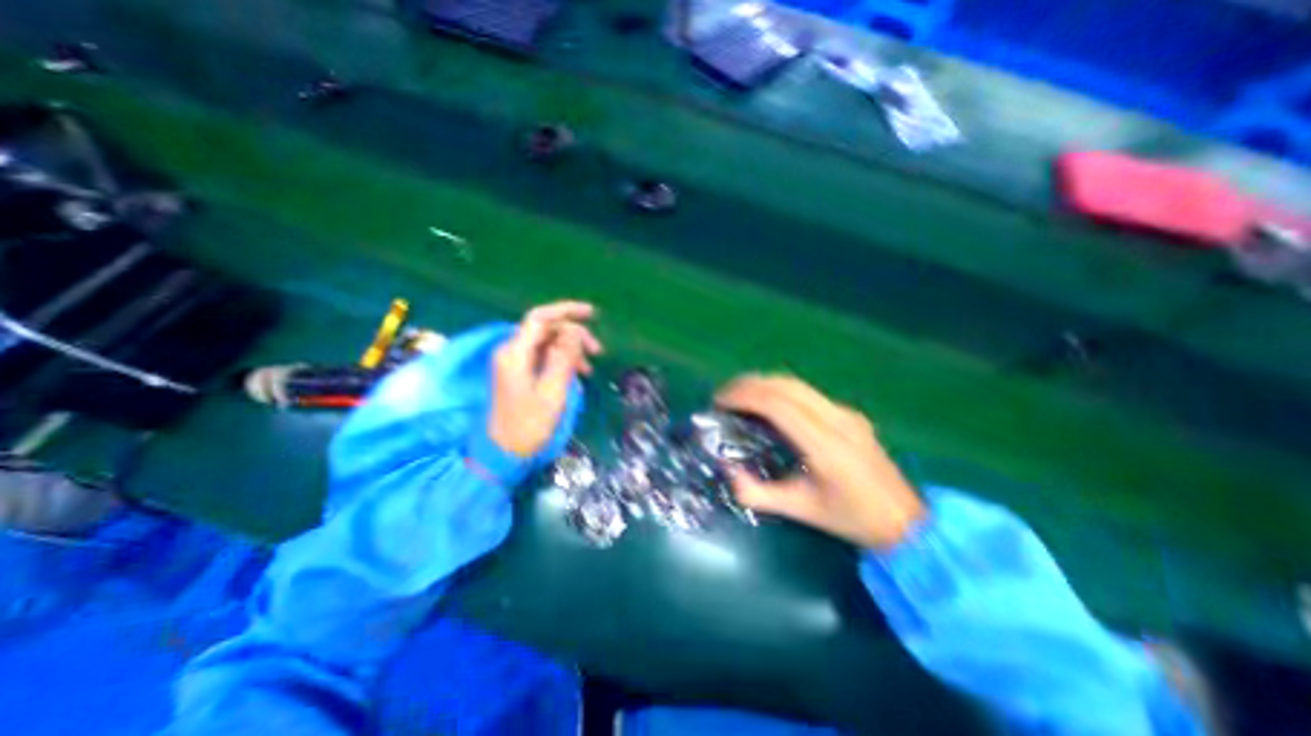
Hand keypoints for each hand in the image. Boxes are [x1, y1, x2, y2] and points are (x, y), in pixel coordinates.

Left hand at [488, 302, 599, 457]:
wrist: (502, 454)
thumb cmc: (528, 426)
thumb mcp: (552, 392)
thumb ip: (564, 359)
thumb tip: (575, 333)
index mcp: (515, 354)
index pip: (540, 318)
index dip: (566, 310)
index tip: (592, 314)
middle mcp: (511, 352)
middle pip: (545, 329)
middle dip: (573, 334)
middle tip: (598, 351)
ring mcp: (513, 363)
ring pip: (546, 343)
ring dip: (570, 349)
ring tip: (589, 369)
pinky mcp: (517, 373)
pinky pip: (542, 356)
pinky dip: (560, 360)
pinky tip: (575, 374)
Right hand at [717, 377, 920, 548]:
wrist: (906, 521)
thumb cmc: (852, 519)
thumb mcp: (802, 511)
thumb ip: (759, 494)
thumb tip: (727, 471)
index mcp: (825, 445)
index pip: (778, 404)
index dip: (745, 396)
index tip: (720, 402)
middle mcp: (836, 419)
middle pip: (785, 386)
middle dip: (749, 384)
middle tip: (724, 395)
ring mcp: (845, 412)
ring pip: (797, 384)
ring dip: (764, 384)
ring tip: (740, 395)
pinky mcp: (849, 413)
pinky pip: (806, 392)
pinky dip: (779, 390)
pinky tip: (768, 403)